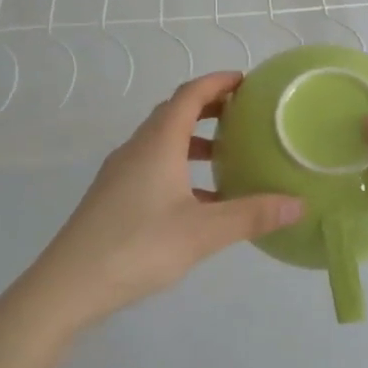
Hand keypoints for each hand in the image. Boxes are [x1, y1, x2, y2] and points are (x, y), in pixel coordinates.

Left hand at [22, 72, 303, 331]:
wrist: (67, 286)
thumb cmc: (137, 247)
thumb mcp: (202, 232)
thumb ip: (251, 215)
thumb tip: (299, 203)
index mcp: (158, 143)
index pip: (189, 95)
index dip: (217, 82)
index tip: (246, 81)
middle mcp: (137, 148)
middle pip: (175, 112)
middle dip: (209, 107)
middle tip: (243, 114)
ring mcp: (121, 172)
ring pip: (162, 140)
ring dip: (194, 139)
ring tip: (227, 154)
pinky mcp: (113, 196)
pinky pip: (153, 164)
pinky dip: (179, 166)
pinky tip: (199, 199)